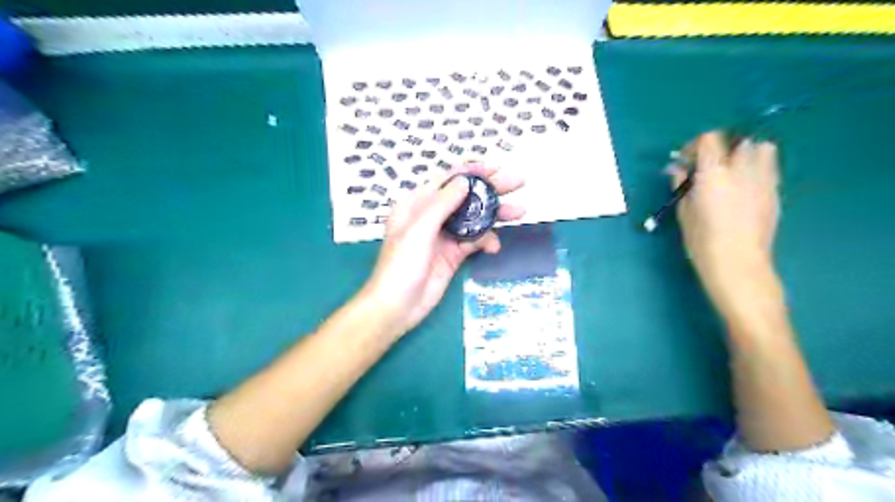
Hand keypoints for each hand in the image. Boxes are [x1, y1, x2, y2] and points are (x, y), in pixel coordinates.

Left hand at [362, 163, 525, 336]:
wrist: (397, 307)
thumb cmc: (400, 266)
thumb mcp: (418, 230)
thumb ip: (441, 205)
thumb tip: (465, 181)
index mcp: (416, 204)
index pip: (447, 181)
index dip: (471, 172)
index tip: (496, 168)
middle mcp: (431, 216)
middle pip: (465, 197)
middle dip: (491, 190)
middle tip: (518, 182)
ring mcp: (444, 236)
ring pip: (473, 219)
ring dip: (495, 215)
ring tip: (519, 212)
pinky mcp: (453, 255)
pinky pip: (474, 241)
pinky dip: (486, 241)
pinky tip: (495, 247)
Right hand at [671, 130, 785, 316]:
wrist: (737, 262)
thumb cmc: (702, 240)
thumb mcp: (684, 211)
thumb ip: (682, 185)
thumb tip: (678, 169)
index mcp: (714, 173)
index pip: (709, 139)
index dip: (696, 145)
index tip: (686, 161)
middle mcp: (742, 169)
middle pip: (738, 140)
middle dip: (722, 147)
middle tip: (710, 166)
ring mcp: (763, 179)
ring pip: (762, 148)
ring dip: (746, 153)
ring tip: (733, 171)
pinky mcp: (776, 191)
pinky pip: (770, 167)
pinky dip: (757, 168)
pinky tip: (745, 188)